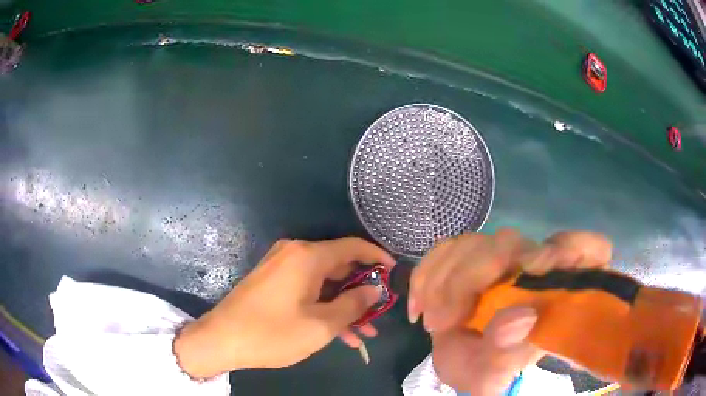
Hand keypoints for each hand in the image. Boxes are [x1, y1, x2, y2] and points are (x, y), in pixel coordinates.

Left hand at [174, 237, 394, 378]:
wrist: (221, 340)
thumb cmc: (272, 333)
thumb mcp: (321, 325)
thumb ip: (353, 304)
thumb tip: (375, 289)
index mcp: (307, 256)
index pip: (353, 247)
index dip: (377, 257)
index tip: (394, 273)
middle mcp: (294, 254)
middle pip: (339, 266)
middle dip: (362, 291)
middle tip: (379, 313)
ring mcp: (281, 267)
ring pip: (324, 282)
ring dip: (344, 305)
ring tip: (364, 332)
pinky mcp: (273, 282)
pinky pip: (307, 289)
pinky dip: (324, 306)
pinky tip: (339, 332)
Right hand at [409, 229, 611, 394]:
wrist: (463, 361)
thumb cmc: (487, 370)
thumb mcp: (492, 376)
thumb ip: (507, 355)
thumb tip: (521, 317)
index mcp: (559, 292)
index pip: (593, 250)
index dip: (580, 247)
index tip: (546, 265)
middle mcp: (538, 267)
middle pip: (515, 243)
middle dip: (473, 275)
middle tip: (443, 320)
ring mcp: (506, 259)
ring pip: (476, 242)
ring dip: (444, 281)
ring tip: (433, 321)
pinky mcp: (474, 256)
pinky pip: (447, 248)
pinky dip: (427, 273)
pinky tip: (420, 305)